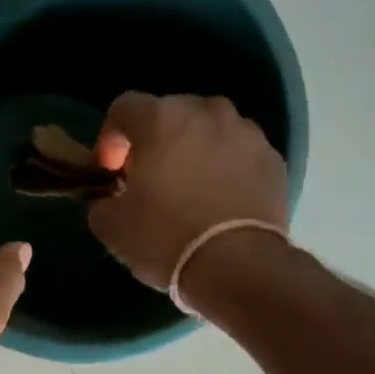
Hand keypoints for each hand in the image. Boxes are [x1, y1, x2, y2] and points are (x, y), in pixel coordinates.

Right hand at [87, 93, 289, 289]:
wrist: (237, 265)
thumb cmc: (165, 239)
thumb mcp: (112, 227)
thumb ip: (101, 203)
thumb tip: (108, 200)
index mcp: (161, 119)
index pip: (123, 108)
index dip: (110, 139)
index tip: (110, 173)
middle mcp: (207, 111)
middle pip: (170, 114)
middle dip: (154, 142)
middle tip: (149, 181)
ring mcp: (246, 132)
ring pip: (209, 131)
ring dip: (193, 152)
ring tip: (189, 190)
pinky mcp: (273, 158)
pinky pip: (238, 154)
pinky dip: (225, 169)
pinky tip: (218, 203)